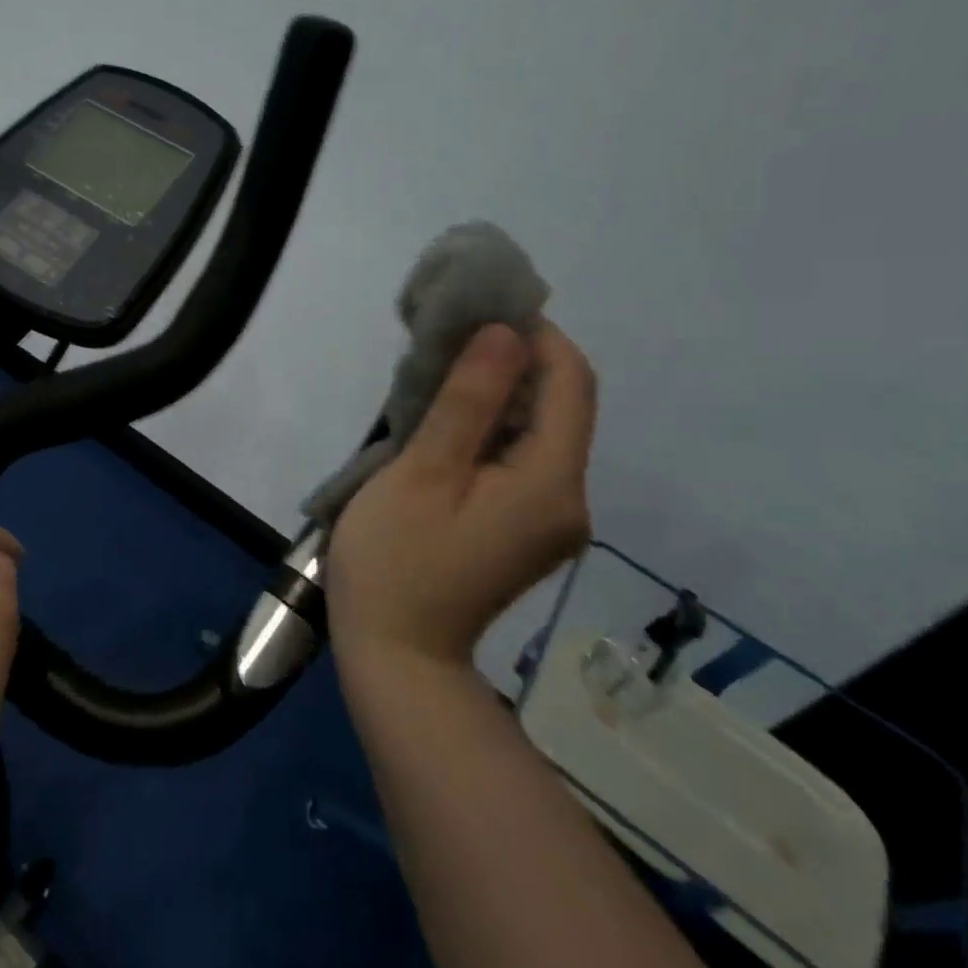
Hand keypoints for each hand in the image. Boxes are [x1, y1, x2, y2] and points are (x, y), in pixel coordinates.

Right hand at [326, 321, 595, 672]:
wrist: (398, 655)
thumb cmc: (396, 559)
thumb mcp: (422, 473)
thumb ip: (466, 401)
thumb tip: (503, 334)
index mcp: (550, 482)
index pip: (571, 384)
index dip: (536, 336)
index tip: (479, 313)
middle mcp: (569, 498)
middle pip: (559, 407)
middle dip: (510, 363)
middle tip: (444, 343)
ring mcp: (550, 519)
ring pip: (537, 434)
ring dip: (495, 397)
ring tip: (435, 380)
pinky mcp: (525, 530)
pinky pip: (520, 462)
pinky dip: (489, 432)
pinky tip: (444, 429)